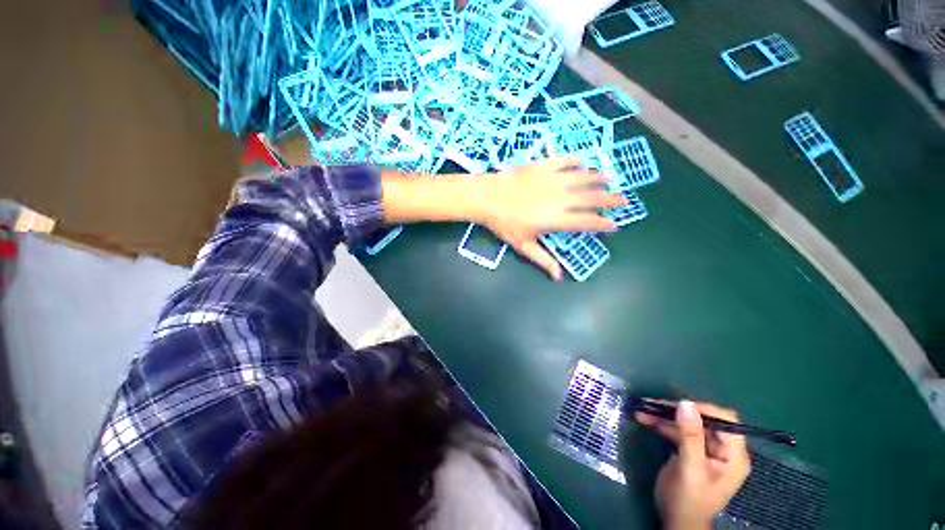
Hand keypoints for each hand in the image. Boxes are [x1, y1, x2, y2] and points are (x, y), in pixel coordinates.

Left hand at [480, 157, 625, 280]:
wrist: (488, 198)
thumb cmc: (505, 224)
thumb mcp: (524, 245)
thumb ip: (543, 260)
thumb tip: (558, 277)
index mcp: (556, 219)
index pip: (586, 222)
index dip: (602, 224)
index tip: (615, 224)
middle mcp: (560, 199)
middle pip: (591, 199)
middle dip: (610, 200)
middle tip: (625, 200)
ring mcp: (552, 180)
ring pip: (582, 178)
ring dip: (598, 179)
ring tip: (610, 179)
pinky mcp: (543, 167)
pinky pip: (564, 161)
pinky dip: (575, 161)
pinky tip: (581, 162)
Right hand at [636, 400, 750, 529]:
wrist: (675, 520)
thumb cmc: (689, 499)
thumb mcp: (691, 468)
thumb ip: (690, 437)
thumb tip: (685, 403)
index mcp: (733, 455)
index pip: (726, 421)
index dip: (704, 410)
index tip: (678, 406)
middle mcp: (722, 448)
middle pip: (702, 419)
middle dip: (677, 411)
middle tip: (652, 404)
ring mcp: (705, 448)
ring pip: (686, 422)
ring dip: (664, 415)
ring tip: (642, 410)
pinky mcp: (689, 449)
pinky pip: (676, 430)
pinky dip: (661, 423)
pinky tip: (644, 419)